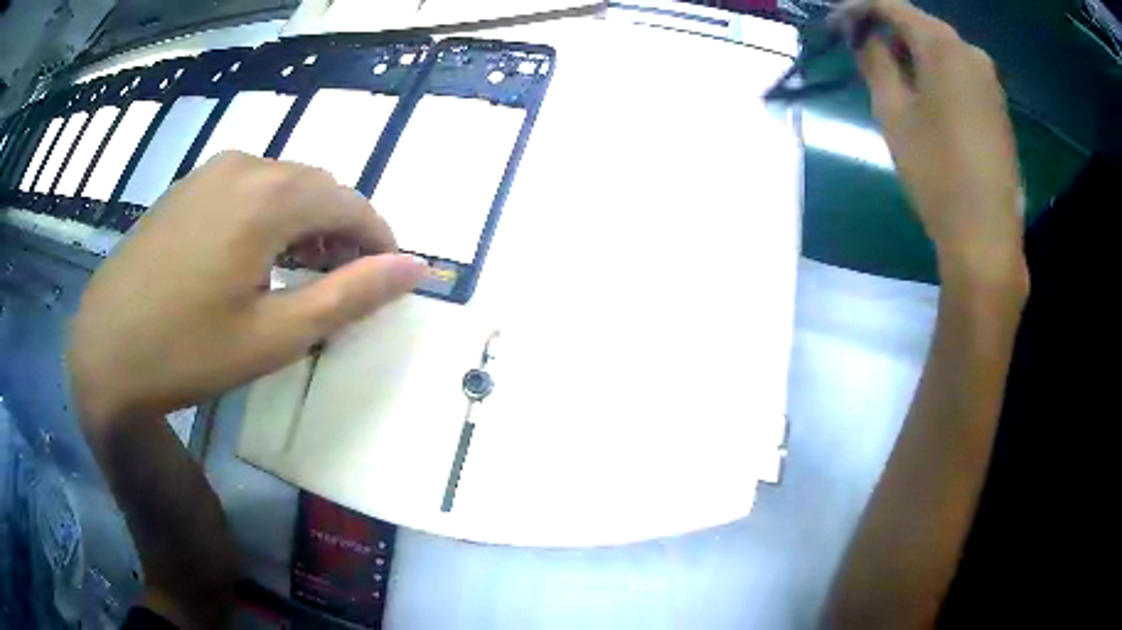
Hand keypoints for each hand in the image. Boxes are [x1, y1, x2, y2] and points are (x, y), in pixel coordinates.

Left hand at [68, 152, 424, 427]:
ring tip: (302, 273)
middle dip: (342, 231)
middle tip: (345, 284)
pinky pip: (248, 187)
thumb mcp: (276, 336)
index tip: (387, 277)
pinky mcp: (189, 186)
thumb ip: (350, 296)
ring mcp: (212, 171)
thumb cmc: (189, 351)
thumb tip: (416, 268)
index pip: (350, 203)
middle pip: (317, 188)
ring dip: (305, 222)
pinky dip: (269, 215)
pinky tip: (255, 255)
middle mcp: (246, 165)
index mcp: (270, 196)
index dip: (378, 239)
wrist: (105, 349)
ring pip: (283, 184)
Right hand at [844, 0, 1023, 276]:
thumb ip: (876, 62)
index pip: (892, 5)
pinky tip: (926, 98)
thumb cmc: (937, 173)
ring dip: (913, 54)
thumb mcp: (893, 113)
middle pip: (919, 25)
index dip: (859, 8)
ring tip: (892, 78)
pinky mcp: (998, 106)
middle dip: (887, 31)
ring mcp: (990, 80)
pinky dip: (937, 74)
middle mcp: (971, 52)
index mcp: (943, 46)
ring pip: (941, 50)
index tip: (837, 24)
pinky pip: (960, 73)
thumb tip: (865, 38)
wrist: (986, 237)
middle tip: (861, 52)